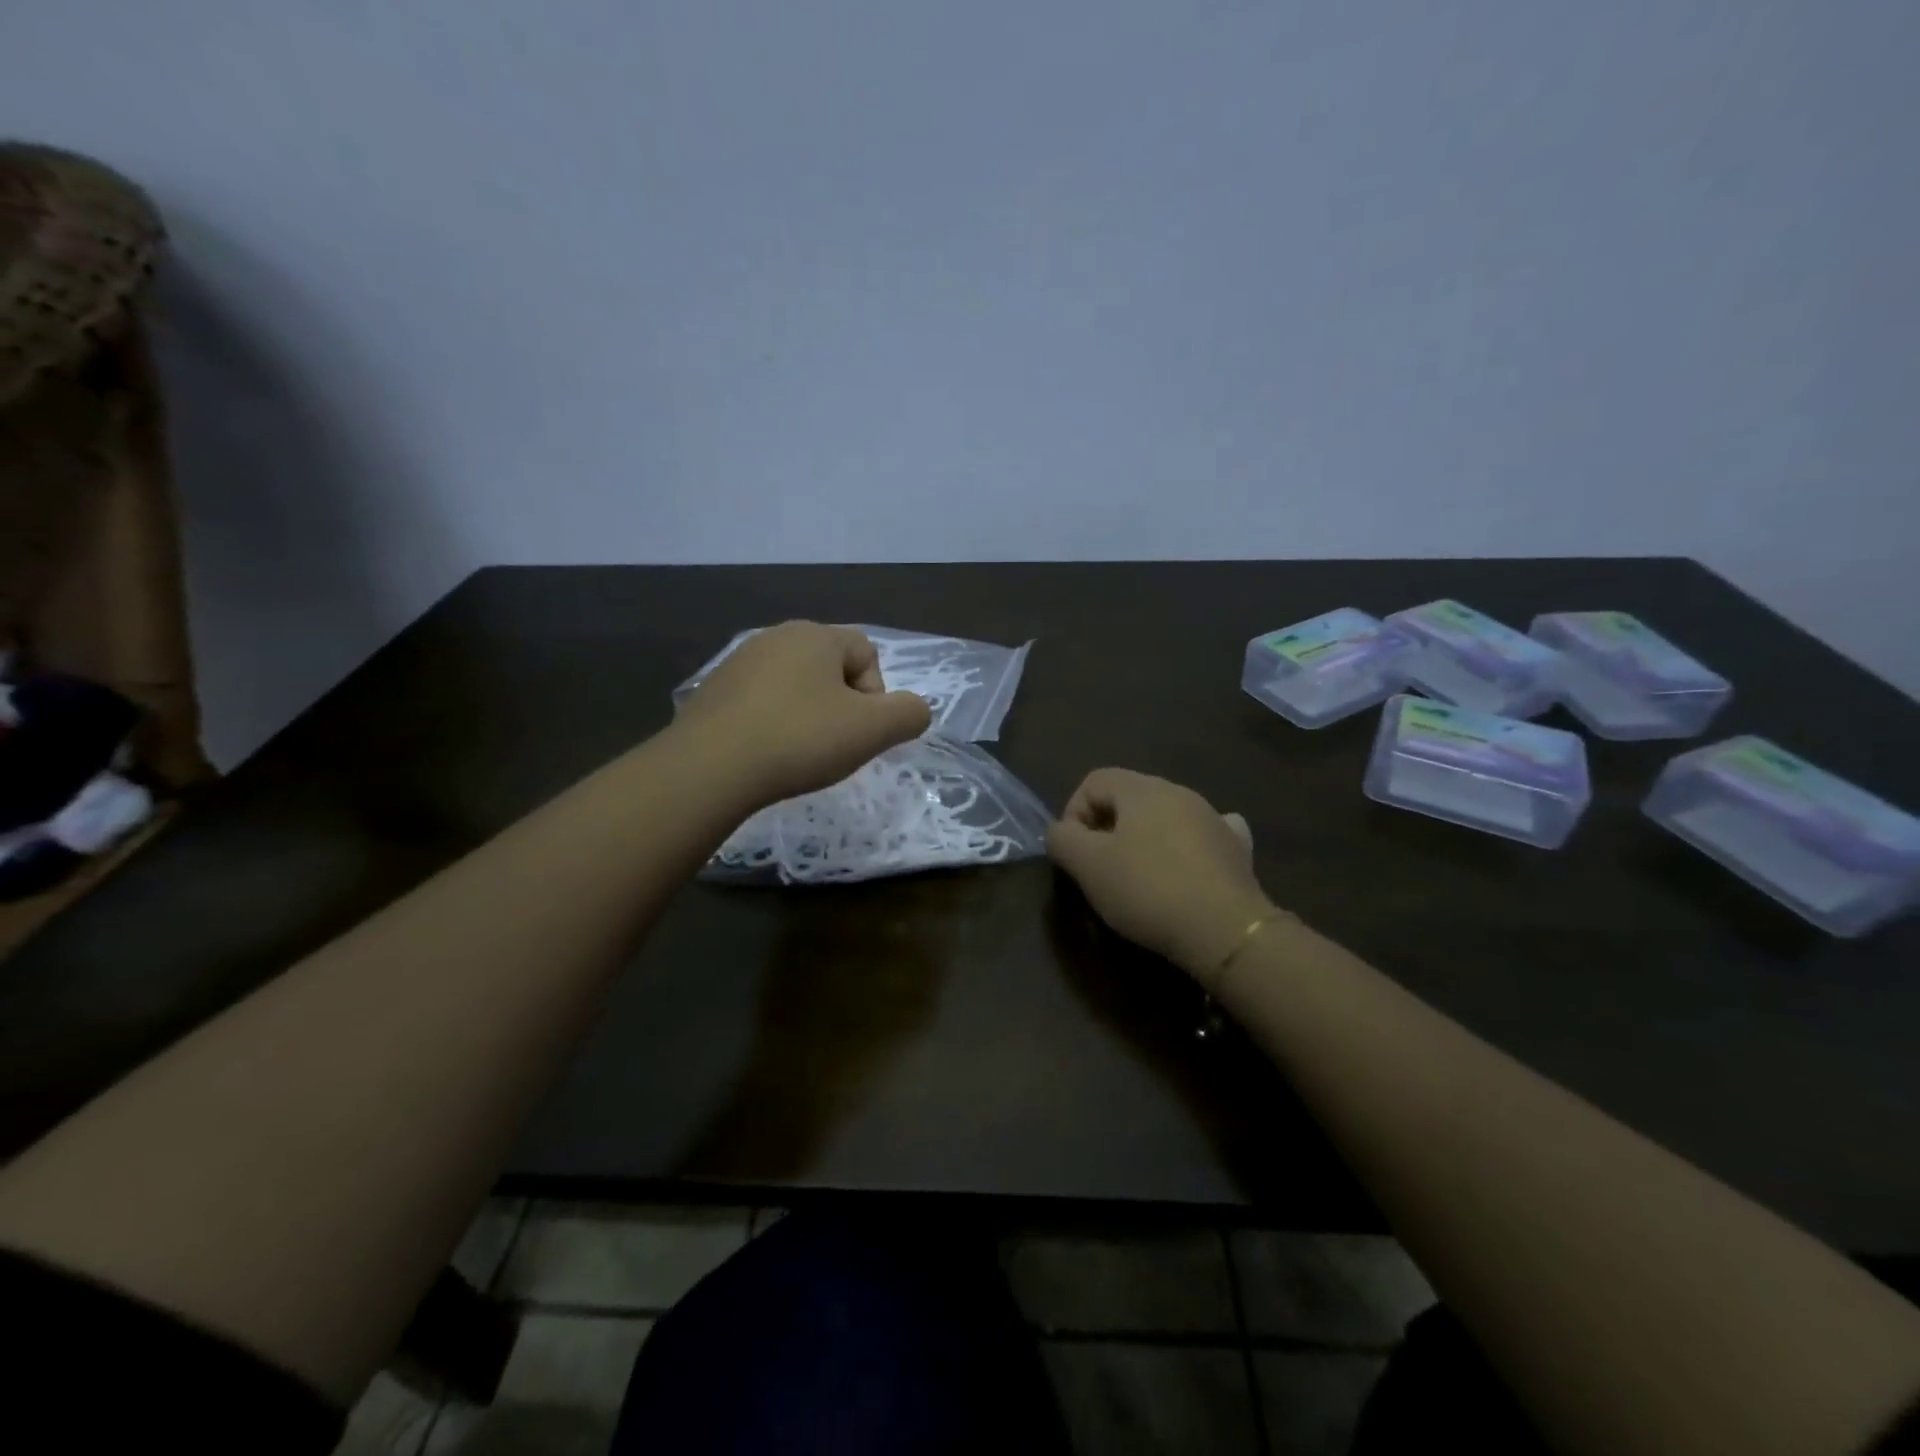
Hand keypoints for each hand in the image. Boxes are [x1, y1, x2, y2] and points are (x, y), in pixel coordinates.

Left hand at [673, 622, 932, 805]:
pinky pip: (760, 703)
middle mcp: (776, 637)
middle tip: (834, 745)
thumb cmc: (799, 739)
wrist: (709, 768)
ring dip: (807, 716)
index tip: (860, 731)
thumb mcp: (872, 730)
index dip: (875, 694)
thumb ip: (908, 714)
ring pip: (794, 686)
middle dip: (841, 706)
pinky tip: (765, 754)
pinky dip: (772, 724)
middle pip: (830, 668)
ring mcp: (738, 662)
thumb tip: (914, 710)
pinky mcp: (712, 692)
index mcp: (816, 635)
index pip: (867, 652)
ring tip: (798, 753)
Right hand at [1047, 768, 1277, 986]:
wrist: (1226, 929)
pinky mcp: (1236, 848)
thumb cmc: (1148, 890)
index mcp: (1142, 789)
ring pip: (1164, 817)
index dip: (1073, 813)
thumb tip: (1061, 831)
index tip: (1074, 853)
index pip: (1093, 781)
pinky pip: (1201, 836)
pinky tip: (1185, 869)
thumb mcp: (1087, 865)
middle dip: (1106, 827)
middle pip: (1128, 797)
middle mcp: (1179, 792)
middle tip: (1100, 869)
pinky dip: (1185, 847)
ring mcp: (1212, 818)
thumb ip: (1062, 839)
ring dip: (1143, 839)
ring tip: (1138, 878)